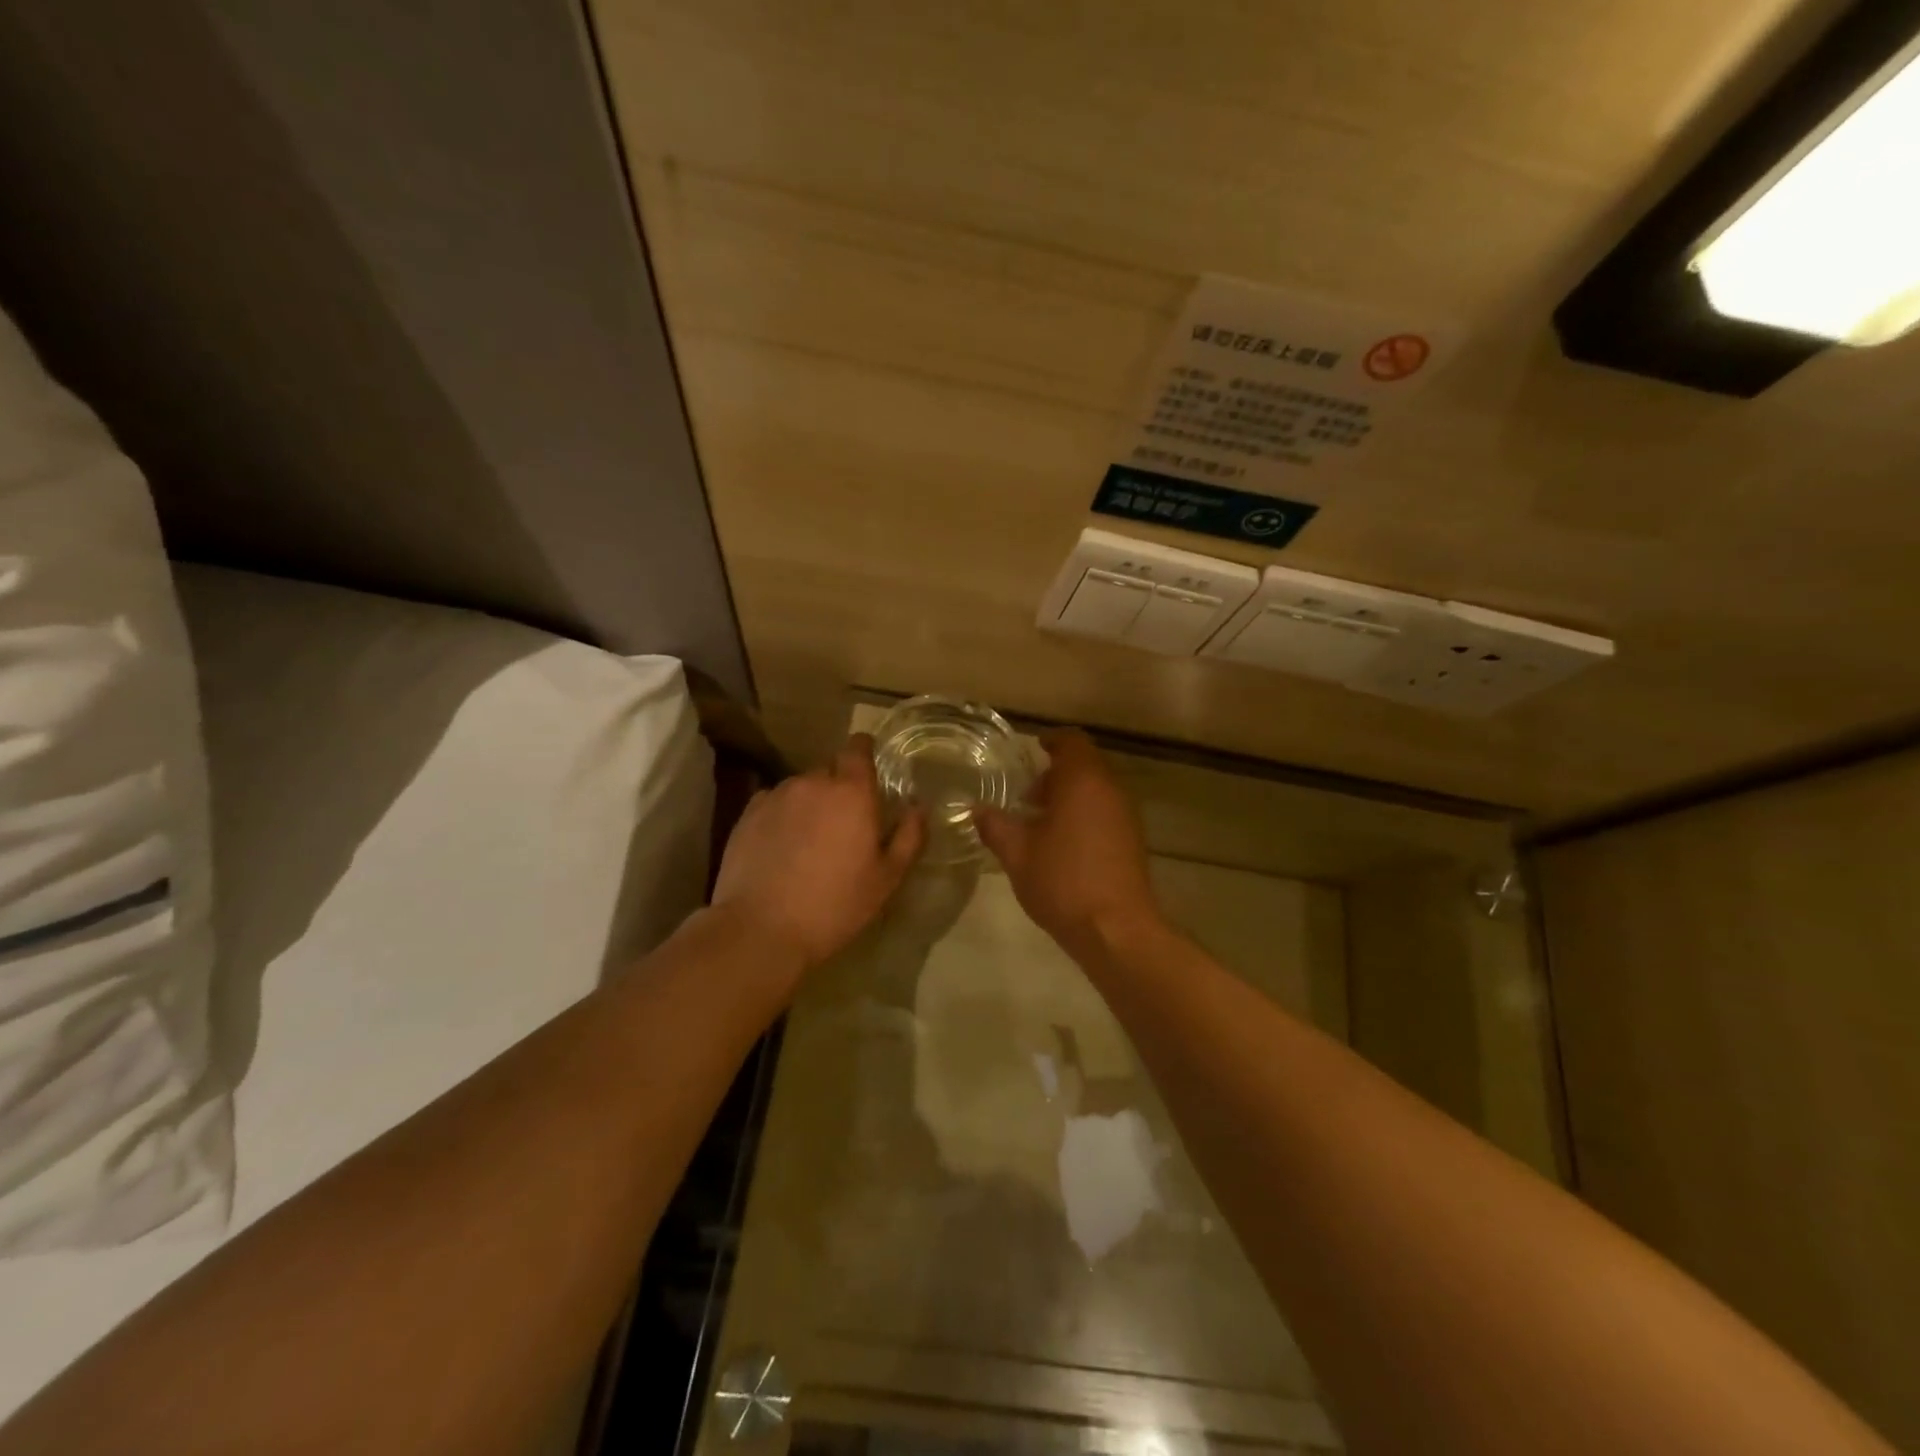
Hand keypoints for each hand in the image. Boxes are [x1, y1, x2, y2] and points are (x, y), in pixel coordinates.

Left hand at [712, 734, 924, 971]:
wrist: (761, 929)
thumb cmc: (835, 905)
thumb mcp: (887, 879)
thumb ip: (909, 837)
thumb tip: (918, 807)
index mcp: (852, 792)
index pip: (858, 748)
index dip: (864, 752)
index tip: (869, 769)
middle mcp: (812, 782)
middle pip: (830, 770)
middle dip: (839, 787)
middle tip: (845, 822)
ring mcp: (776, 796)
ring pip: (801, 787)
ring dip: (810, 803)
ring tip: (811, 840)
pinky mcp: (747, 815)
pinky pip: (774, 803)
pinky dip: (783, 815)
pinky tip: (782, 847)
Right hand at [975, 729, 1161, 948]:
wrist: (1116, 930)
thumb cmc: (1063, 881)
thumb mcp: (1017, 853)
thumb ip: (995, 825)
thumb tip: (977, 809)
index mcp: (1082, 781)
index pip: (1072, 741)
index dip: (1052, 740)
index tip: (1032, 750)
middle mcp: (1110, 790)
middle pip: (1085, 765)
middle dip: (1056, 774)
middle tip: (1026, 794)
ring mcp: (1126, 816)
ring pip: (1097, 790)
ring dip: (1070, 796)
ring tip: (1039, 822)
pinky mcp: (1133, 841)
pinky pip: (1106, 812)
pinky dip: (1085, 815)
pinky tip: (1062, 845)